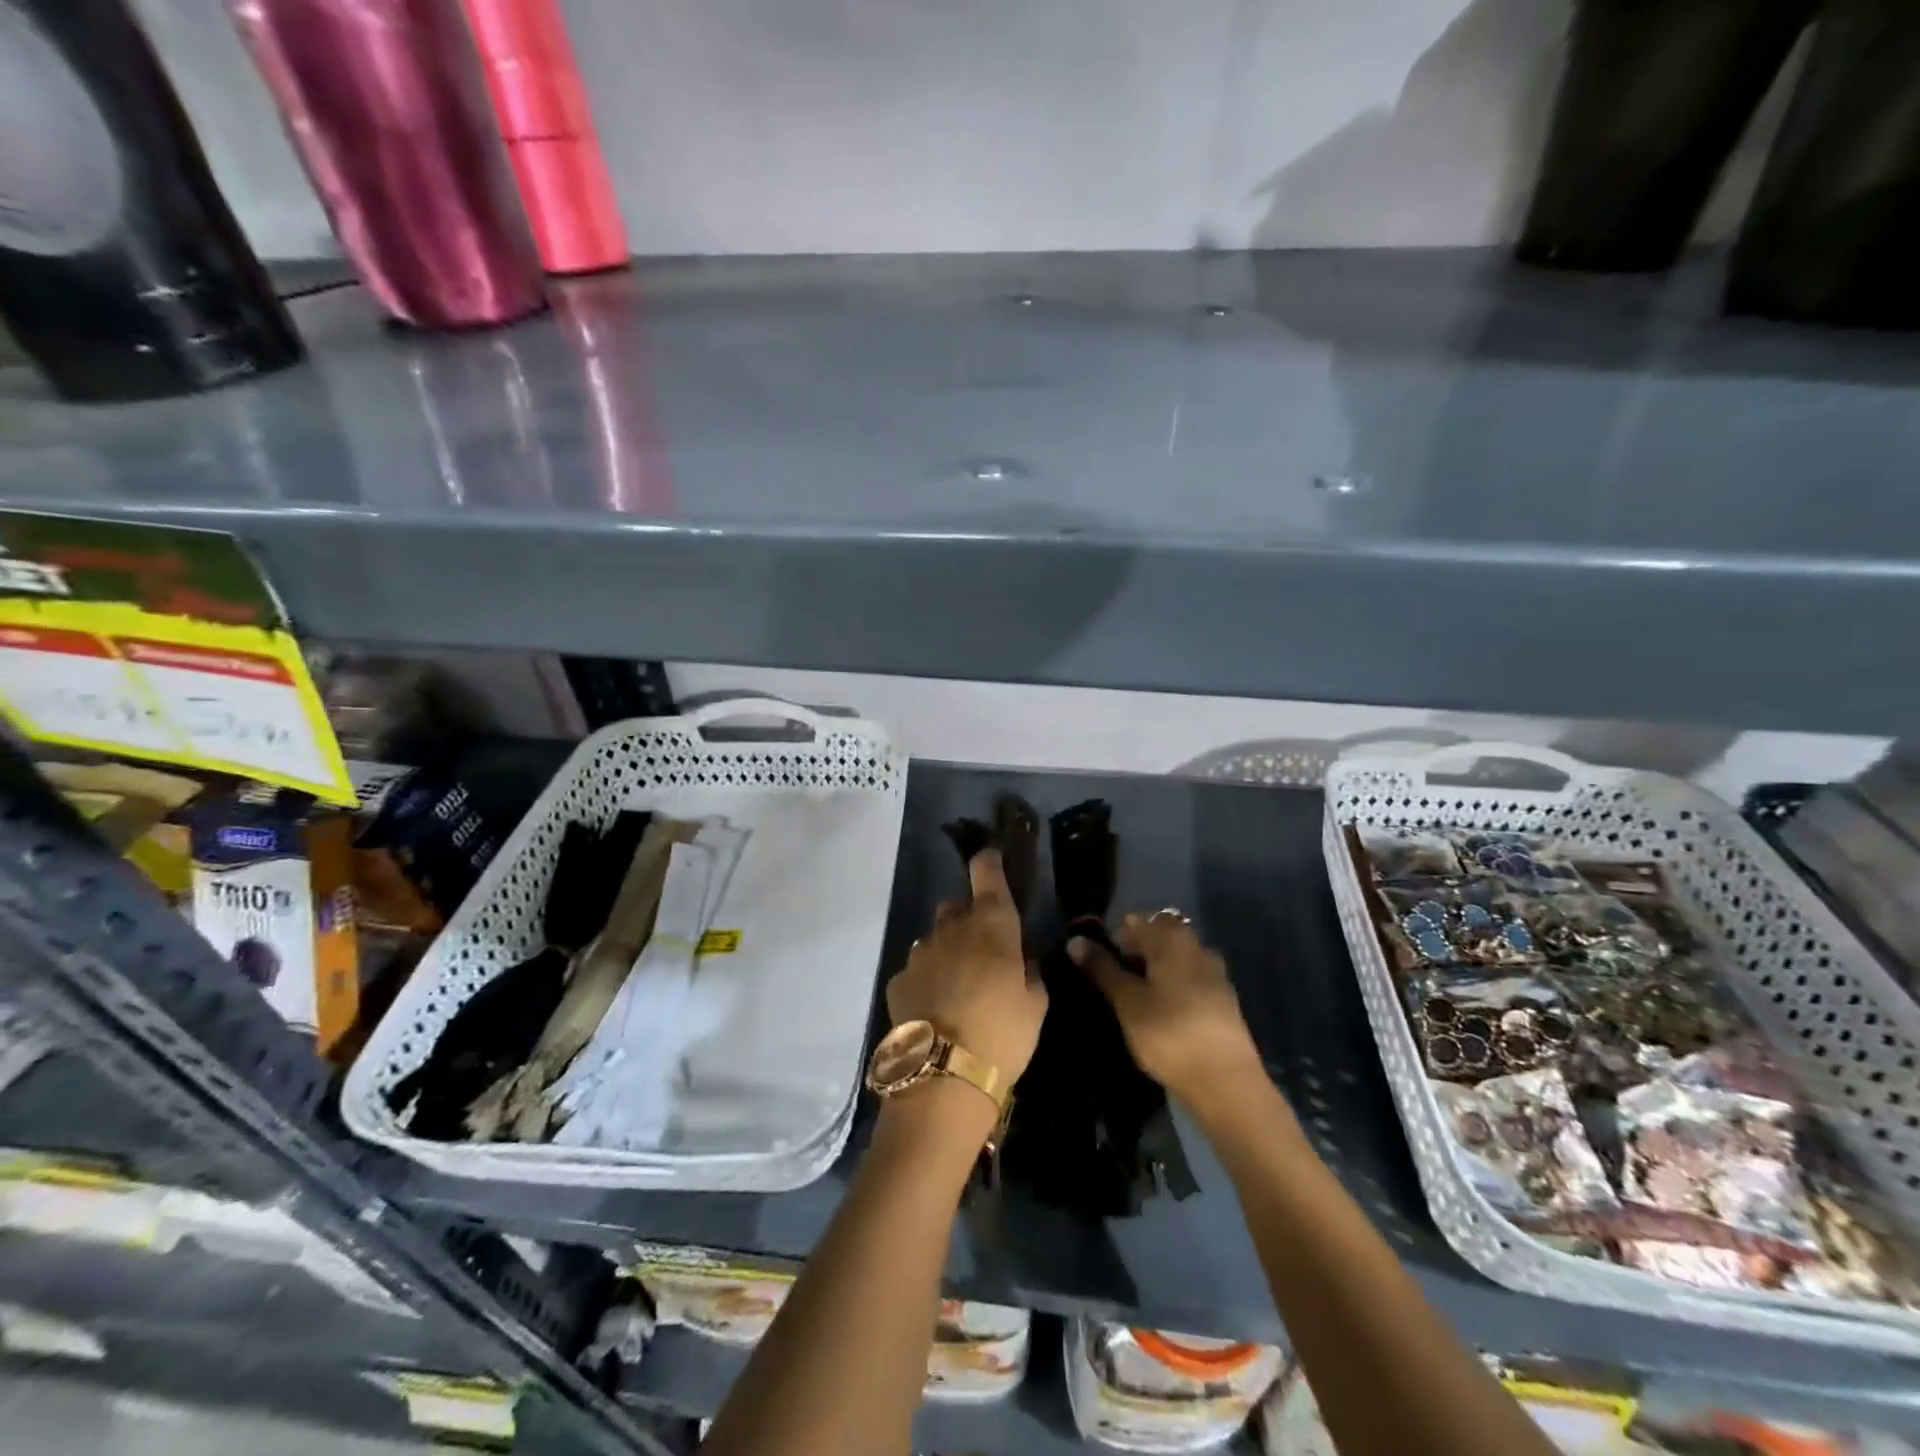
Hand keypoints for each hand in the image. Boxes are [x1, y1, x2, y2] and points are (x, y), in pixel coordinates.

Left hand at [886, 850, 1047, 1085]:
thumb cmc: (1003, 1034)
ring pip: (934, 937)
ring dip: (947, 950)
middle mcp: (952, 928)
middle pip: (956, 906)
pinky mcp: (898, 980)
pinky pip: (917, 969)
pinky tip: (936, 1009)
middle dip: (968, 918)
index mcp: (992, 925)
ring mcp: (920, 952)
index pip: (986, 873)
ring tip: (959, 986)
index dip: (988, 862)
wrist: (942, 1076)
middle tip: (983, 948)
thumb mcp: (1036, 1005)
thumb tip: (1022, 961)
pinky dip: (927, 980)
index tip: (990, 860)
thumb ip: (1030, 973)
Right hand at [1070, 911, 1263, 1108]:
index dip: (1114, 936)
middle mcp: (1197, 946)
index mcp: (1173, 939)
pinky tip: (1162, 1011)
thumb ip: (1102, 968)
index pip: (1137, 919)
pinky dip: (1173, 985)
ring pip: (1177, 957)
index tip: (1099, 962)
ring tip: (1136, 997)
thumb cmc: (1168, 1034)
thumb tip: (1075, 940)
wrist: (1226, 1083)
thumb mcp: (1127, 1001)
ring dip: (1155, 968)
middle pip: (1160, 935)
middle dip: (1136, 950)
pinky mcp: (1224, 999)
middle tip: (1116, 980)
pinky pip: (1191, 977)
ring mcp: (1215, 973)